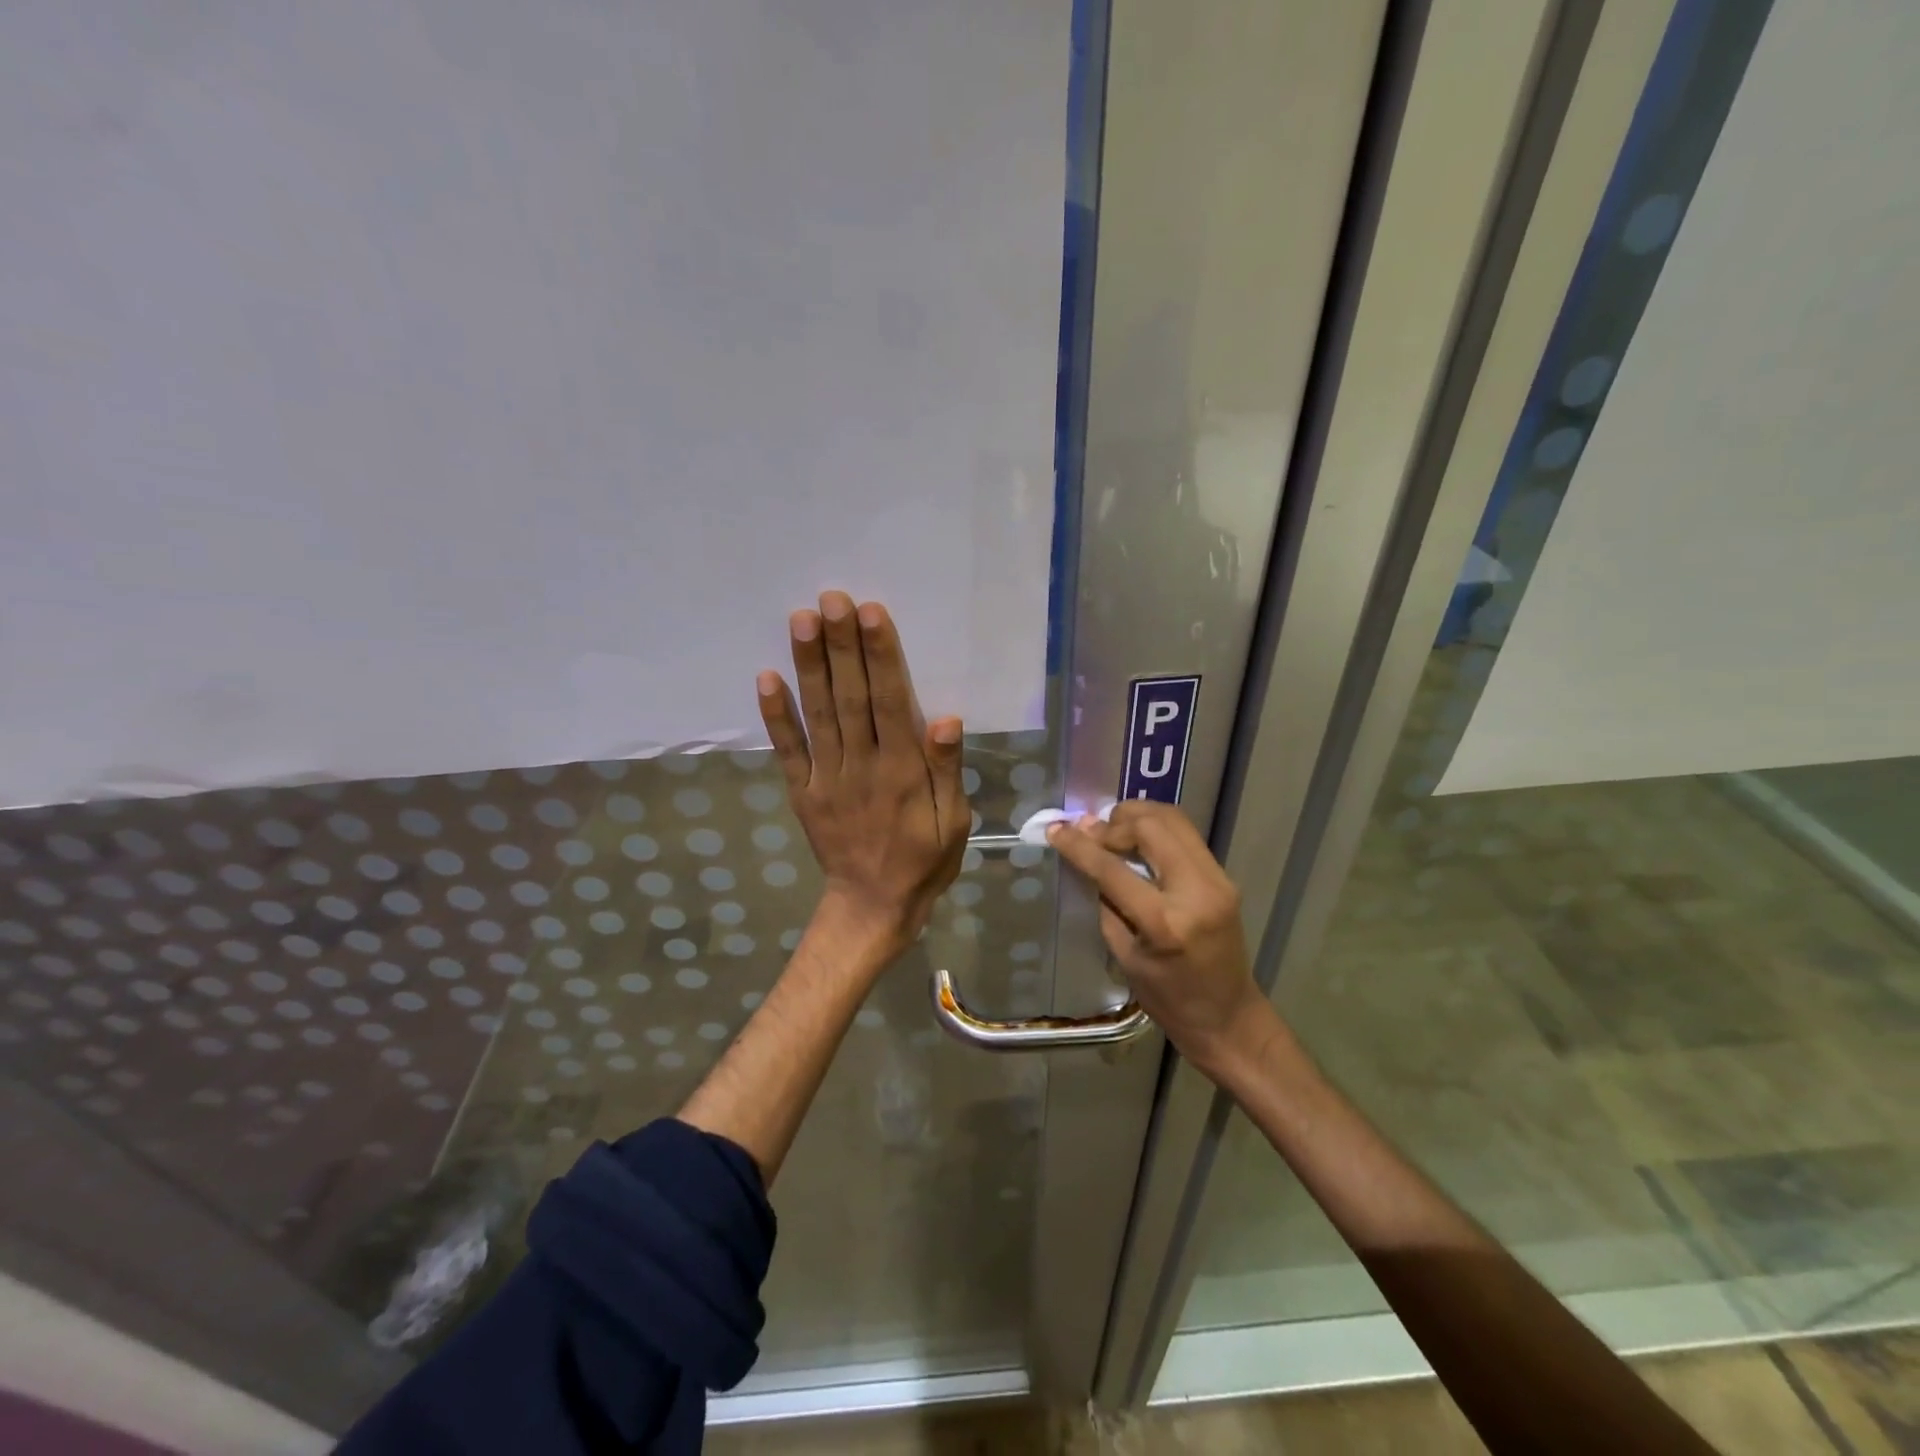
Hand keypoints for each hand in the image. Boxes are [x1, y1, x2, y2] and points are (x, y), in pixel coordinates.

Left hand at [758, 592, 969, 956]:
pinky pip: (787, 750)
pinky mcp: (802, 792)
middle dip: (841, 646)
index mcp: (902, 770)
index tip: (869, 613)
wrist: (872, 906)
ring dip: (809, 666)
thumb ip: (947, 770)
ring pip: (818, 714)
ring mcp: (826, 778)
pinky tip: (766, 677)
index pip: (891, 702)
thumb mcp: (954, 821)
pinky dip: (776, 715)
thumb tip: (945, 719)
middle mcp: (862, 765)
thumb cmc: (923, 860)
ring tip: (801, 620)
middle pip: (850, 698)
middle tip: (831, 598)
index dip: (881, 656)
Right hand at [1047, 802, 1269, 1076]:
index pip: (1113, 869)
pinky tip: (1136, 839)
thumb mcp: (1125, 956)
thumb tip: (1087, 857)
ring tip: (1112, 830)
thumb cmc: (1169, 1000)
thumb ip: (1106, 902)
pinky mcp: (1224, 876)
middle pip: (1151, 827)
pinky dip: (1156, 828)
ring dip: (1137, 817)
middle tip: (1091, 834)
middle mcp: (1197, 891)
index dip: (1080, 846)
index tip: (1056, 830)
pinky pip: (1185, 835)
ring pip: (1173, 819)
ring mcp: (1217, 879)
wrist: (1230, 1018)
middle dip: (1114, 823)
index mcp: (1166, 923)